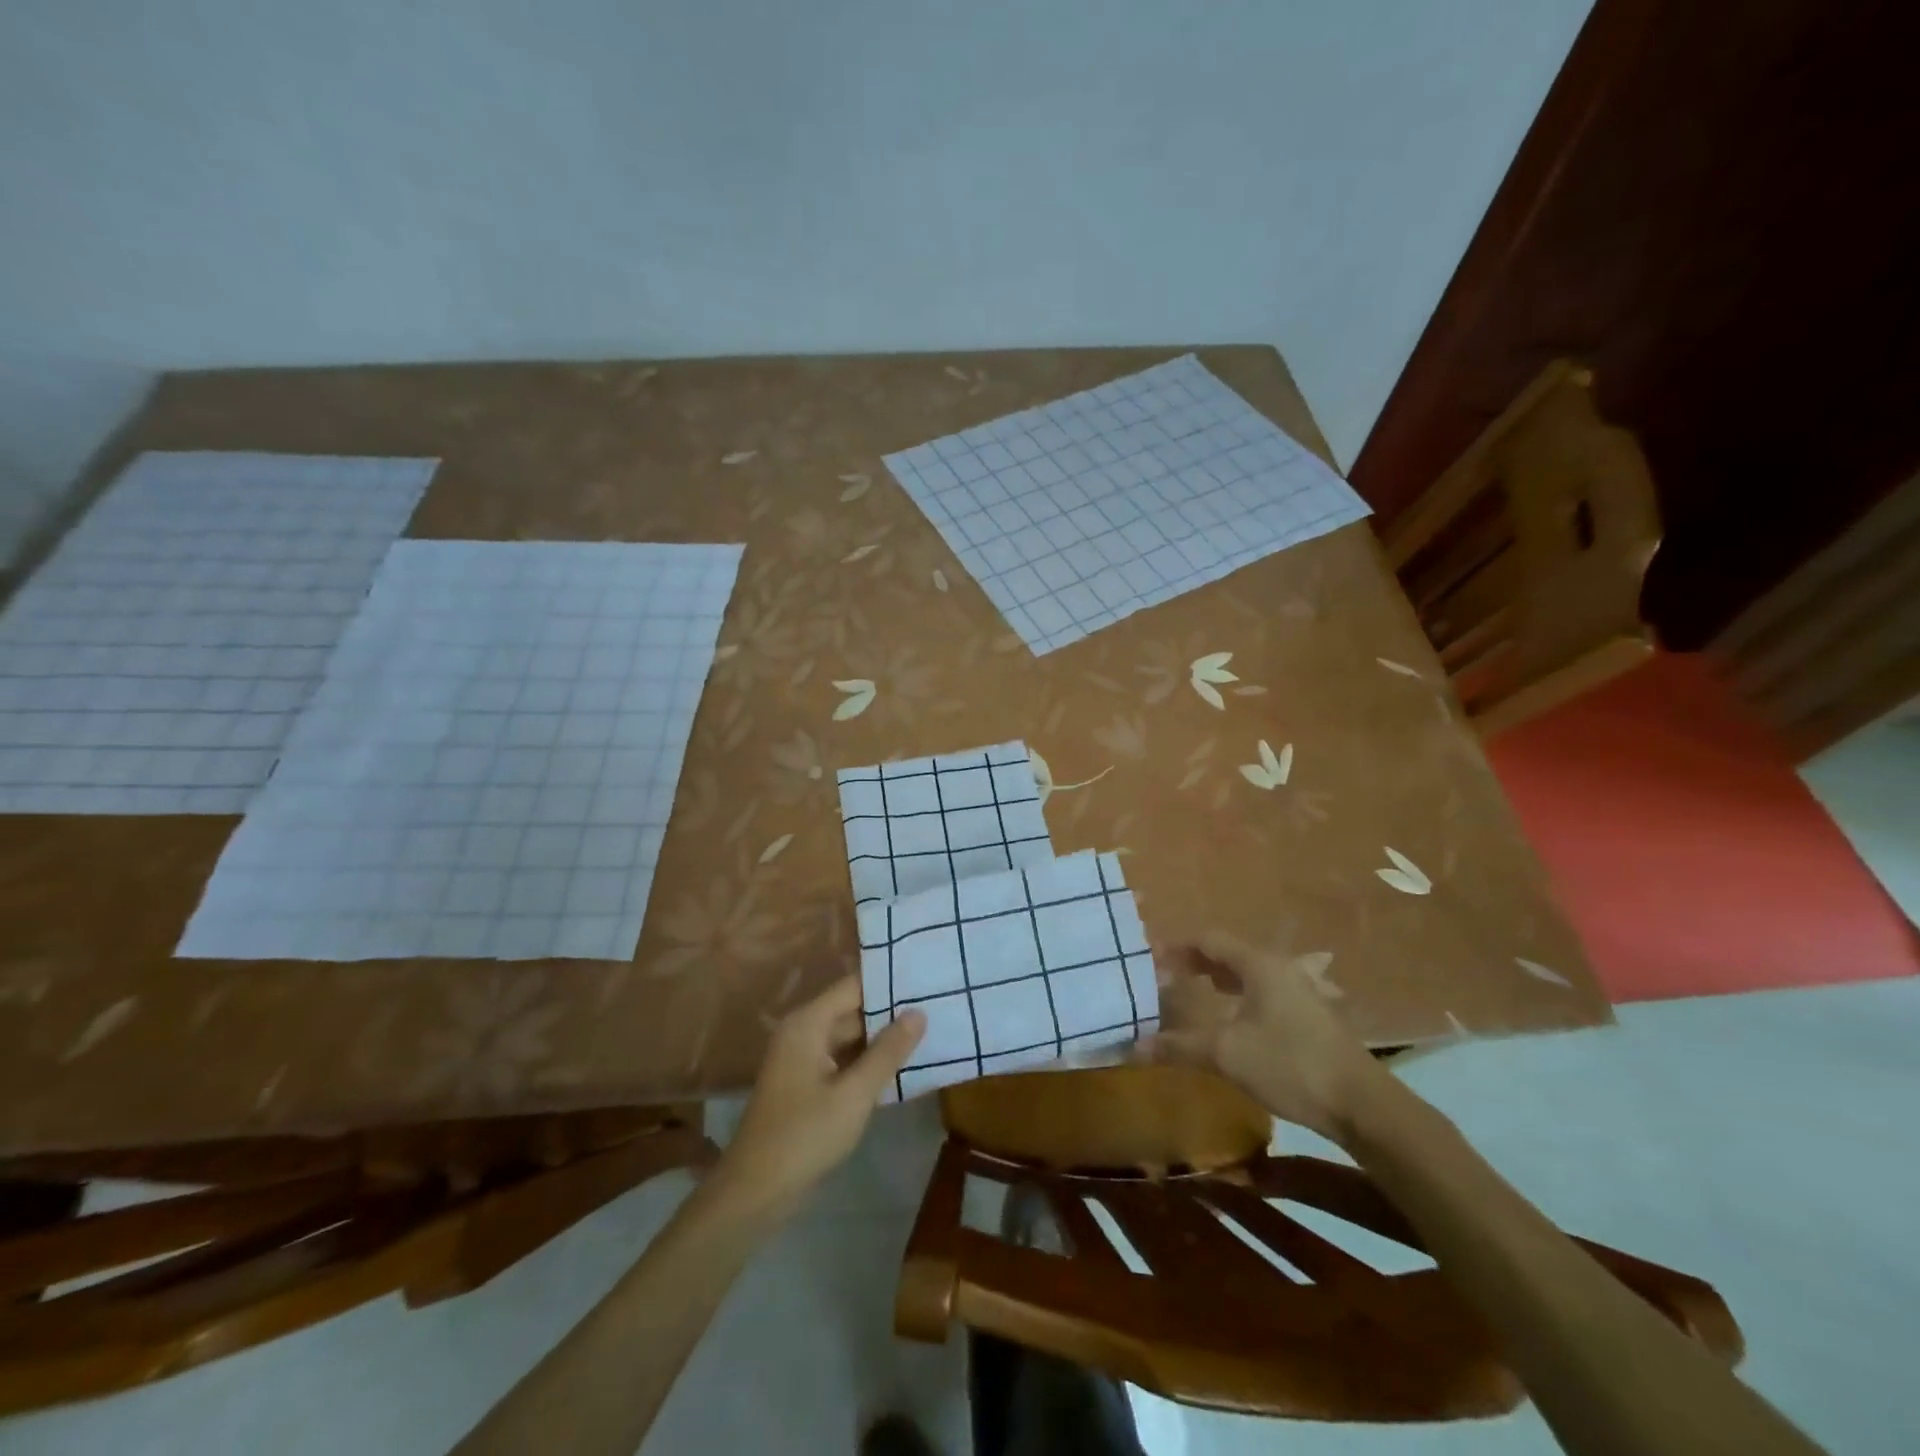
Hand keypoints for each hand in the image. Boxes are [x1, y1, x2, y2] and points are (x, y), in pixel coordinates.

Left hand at [713, 976, 924, 1222]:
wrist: (756, 1192)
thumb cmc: (805, 1135)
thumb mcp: (854, 1094)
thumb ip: (888, 1051)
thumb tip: (919, 1012)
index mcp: (808, 1023)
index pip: (855, 986)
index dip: (889, 981)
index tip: (926, 977)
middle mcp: (804, 1032)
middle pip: (854, 1009)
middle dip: (892, 1011)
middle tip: (937, 1005)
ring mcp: (804, 1059)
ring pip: (851, 1037)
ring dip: (884, 1038)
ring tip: (930, 1030)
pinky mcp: (808, 1084)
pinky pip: (844, 1060)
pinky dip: (870, 1061)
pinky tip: (903, 1065)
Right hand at [1152, 933, 1388, 1142]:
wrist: (1362, 1105)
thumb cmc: (1290, 1065)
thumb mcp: (1227, 1055)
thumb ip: (1180, 1046)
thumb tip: (1134, 1046)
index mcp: (1259, 964)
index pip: (1209, 940)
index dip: (1176, 946)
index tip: (1150, 959)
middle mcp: (1281, 967)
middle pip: (1229, 952)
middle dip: (1196, 960)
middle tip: (1166, 975)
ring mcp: (1301, 990)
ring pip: (1250, 971)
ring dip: (1219, 976)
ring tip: (1195, 988)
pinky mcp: (1311, 1014)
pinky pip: (1265, 989)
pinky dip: (1240, 993)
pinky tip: (1233, 1016)